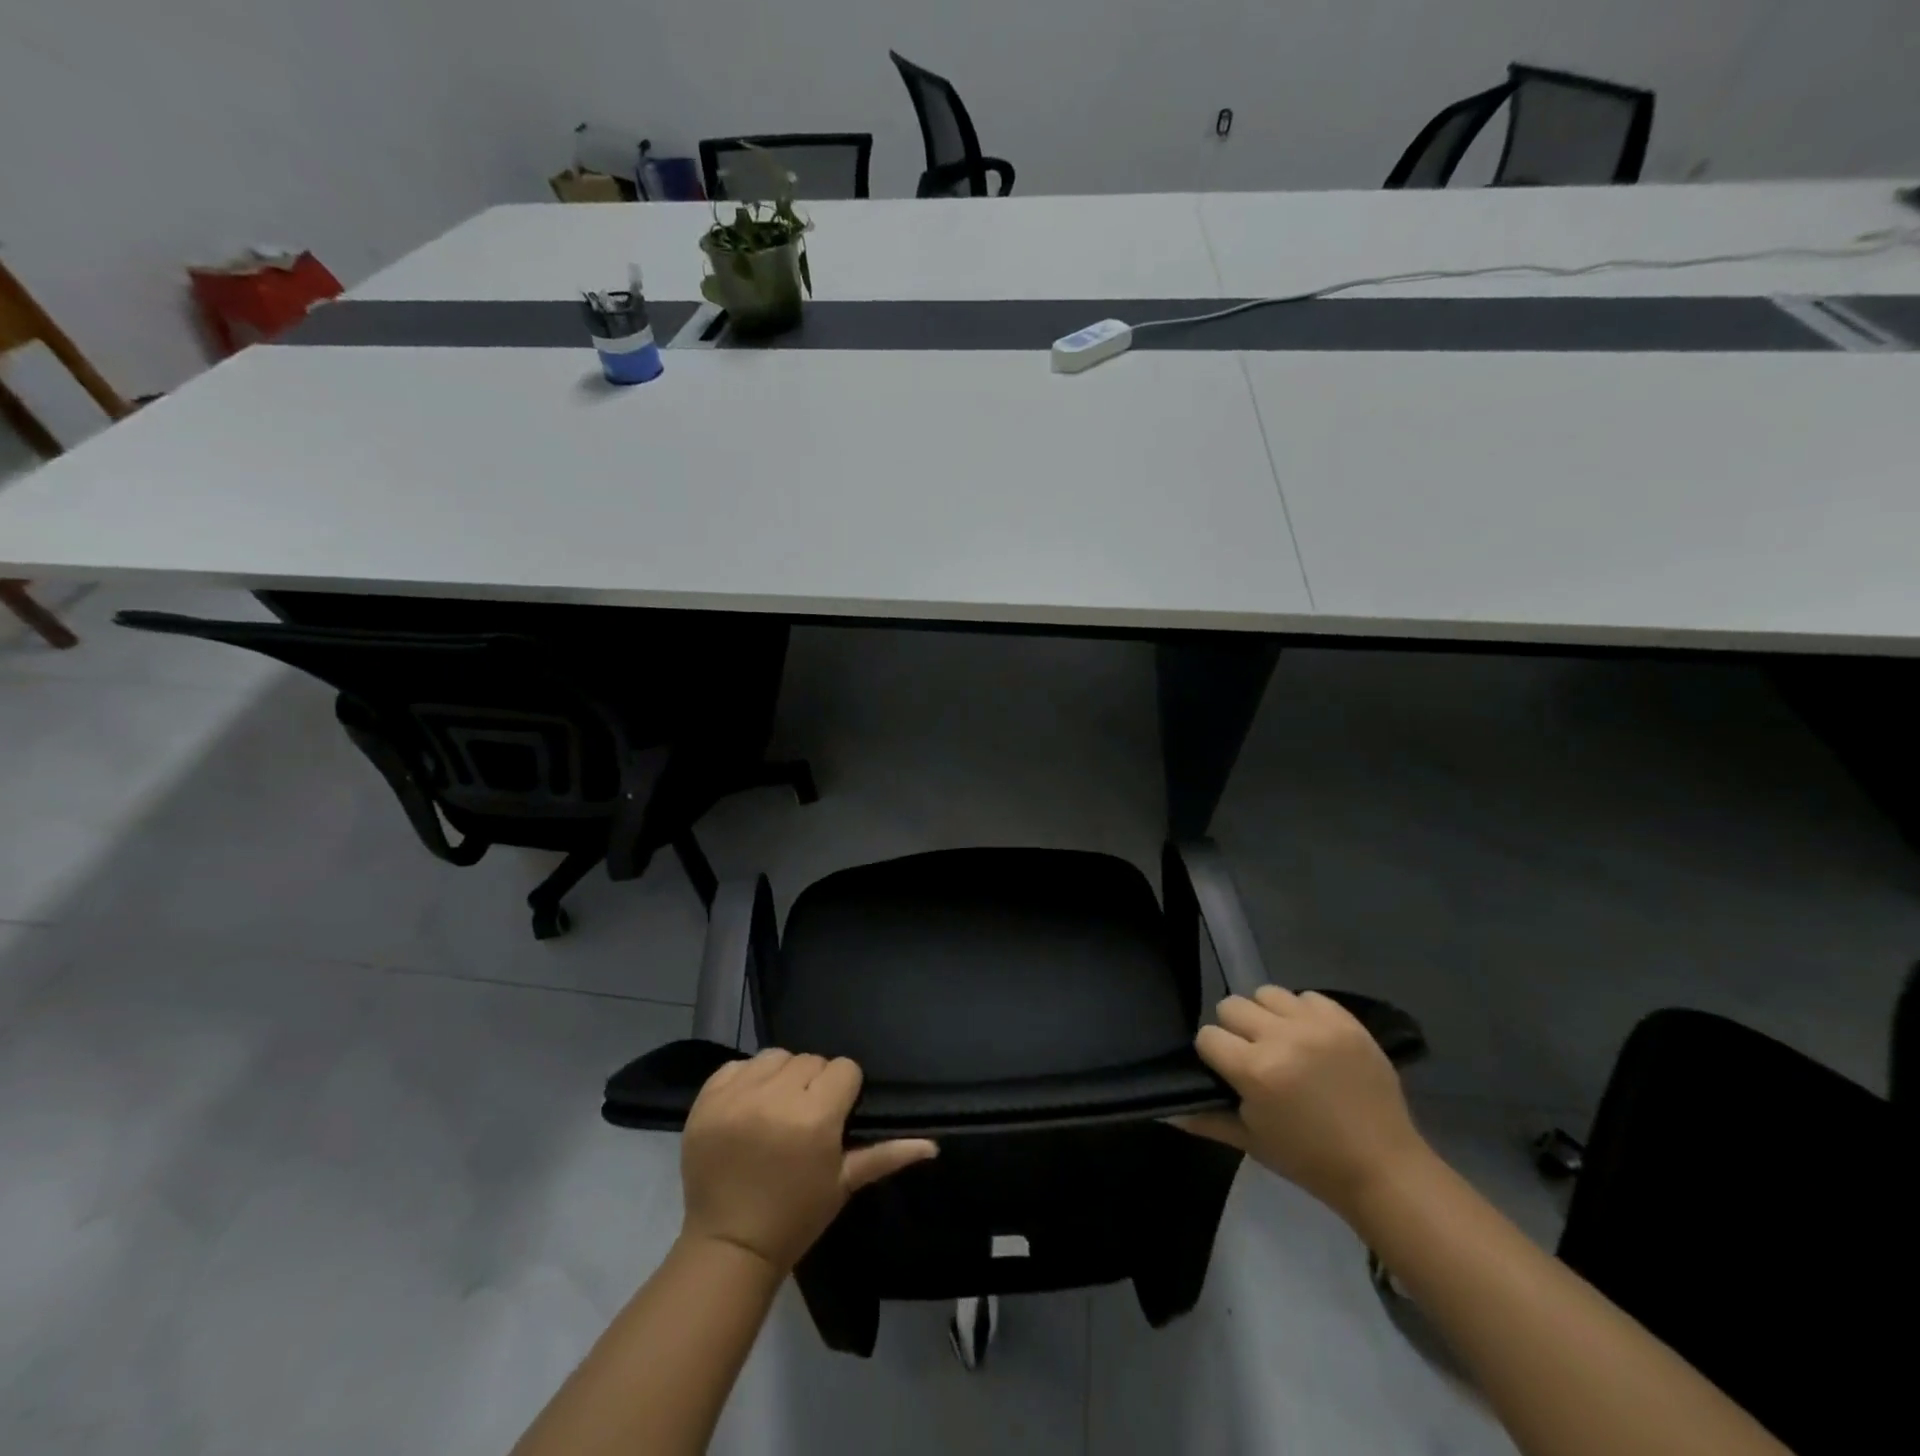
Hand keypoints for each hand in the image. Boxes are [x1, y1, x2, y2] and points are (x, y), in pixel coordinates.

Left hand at [679, 1049, 937, 1273]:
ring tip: (776, 1108)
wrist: (729, 1246)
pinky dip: (745, 1080)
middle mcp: (776, 1098)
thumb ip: (887, 1154)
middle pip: (810, 1060)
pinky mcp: (707, 1101)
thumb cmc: (796, 1216)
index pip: (843, 1069)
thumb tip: (932, 1144)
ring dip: (781, 1076)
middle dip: (813, 1083)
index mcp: (814, 1118)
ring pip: (776, 1056)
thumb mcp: (844, 1183)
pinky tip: (748, 1107)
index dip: (843, 1091)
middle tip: (804, 1118)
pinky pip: (737, 1066)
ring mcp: (737, 1097)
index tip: (834, 1116)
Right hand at [1177, 986, 1427, 1219]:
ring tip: (1283, 1042)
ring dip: (1267, 1015)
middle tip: (1254, 1056)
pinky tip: (1311, 1039)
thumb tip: (1165, 1110)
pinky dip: (1302, 1013)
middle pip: (1232, 1006)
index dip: (1213, 1054)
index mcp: (1256, 1070)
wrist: (1384, 1168)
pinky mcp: (1346, 1021)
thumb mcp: (1252, 1142)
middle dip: (1236, 1030)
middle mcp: (1282, 1038)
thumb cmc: (1310, 1160)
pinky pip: (1307, 996)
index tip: (1227, 1072)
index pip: (1208, 1036)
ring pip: (1267, 993)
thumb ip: (1207, 1119)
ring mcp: (1317, 1026)